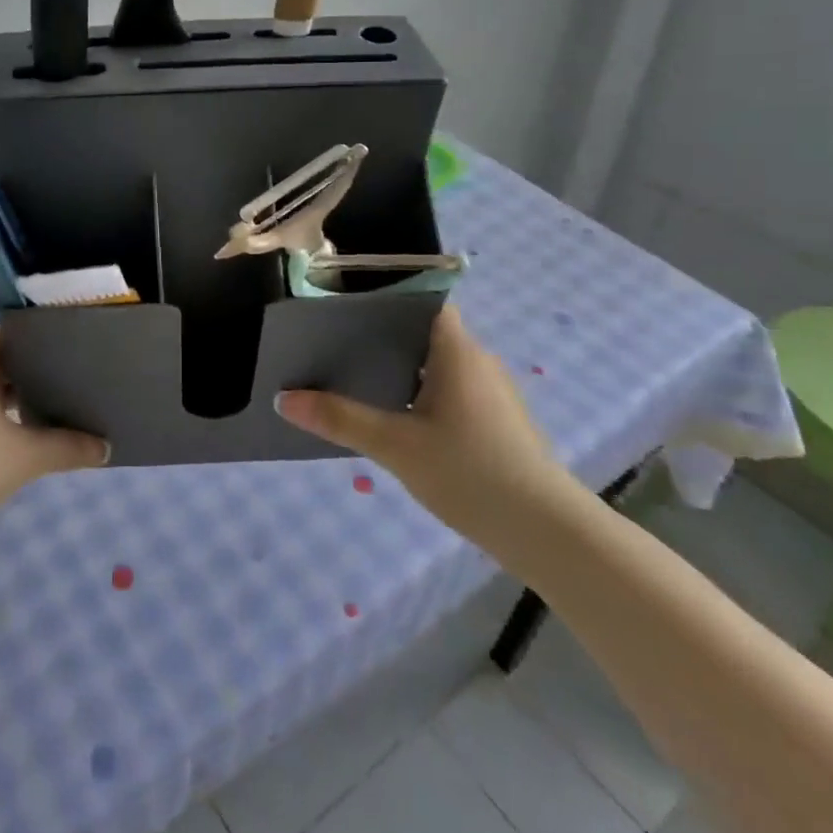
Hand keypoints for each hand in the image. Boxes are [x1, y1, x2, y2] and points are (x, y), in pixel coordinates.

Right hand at [274, 305, 569, 545]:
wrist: (548, 534)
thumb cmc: (471, 473)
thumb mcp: (395, 446)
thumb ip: (340, 418)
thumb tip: (284, 398)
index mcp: (457, 351)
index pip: (423, 302)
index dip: (387, 299)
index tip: (347, 307)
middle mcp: (478, 361)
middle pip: (425, 333)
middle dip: (383, 337)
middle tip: (336, 346)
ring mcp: (492, 393)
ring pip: (438, 365)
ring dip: (402, 370)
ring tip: (356, 380)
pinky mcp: (498, 422)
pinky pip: (451, 391)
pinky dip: (421, 394)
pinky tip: (395, 420)